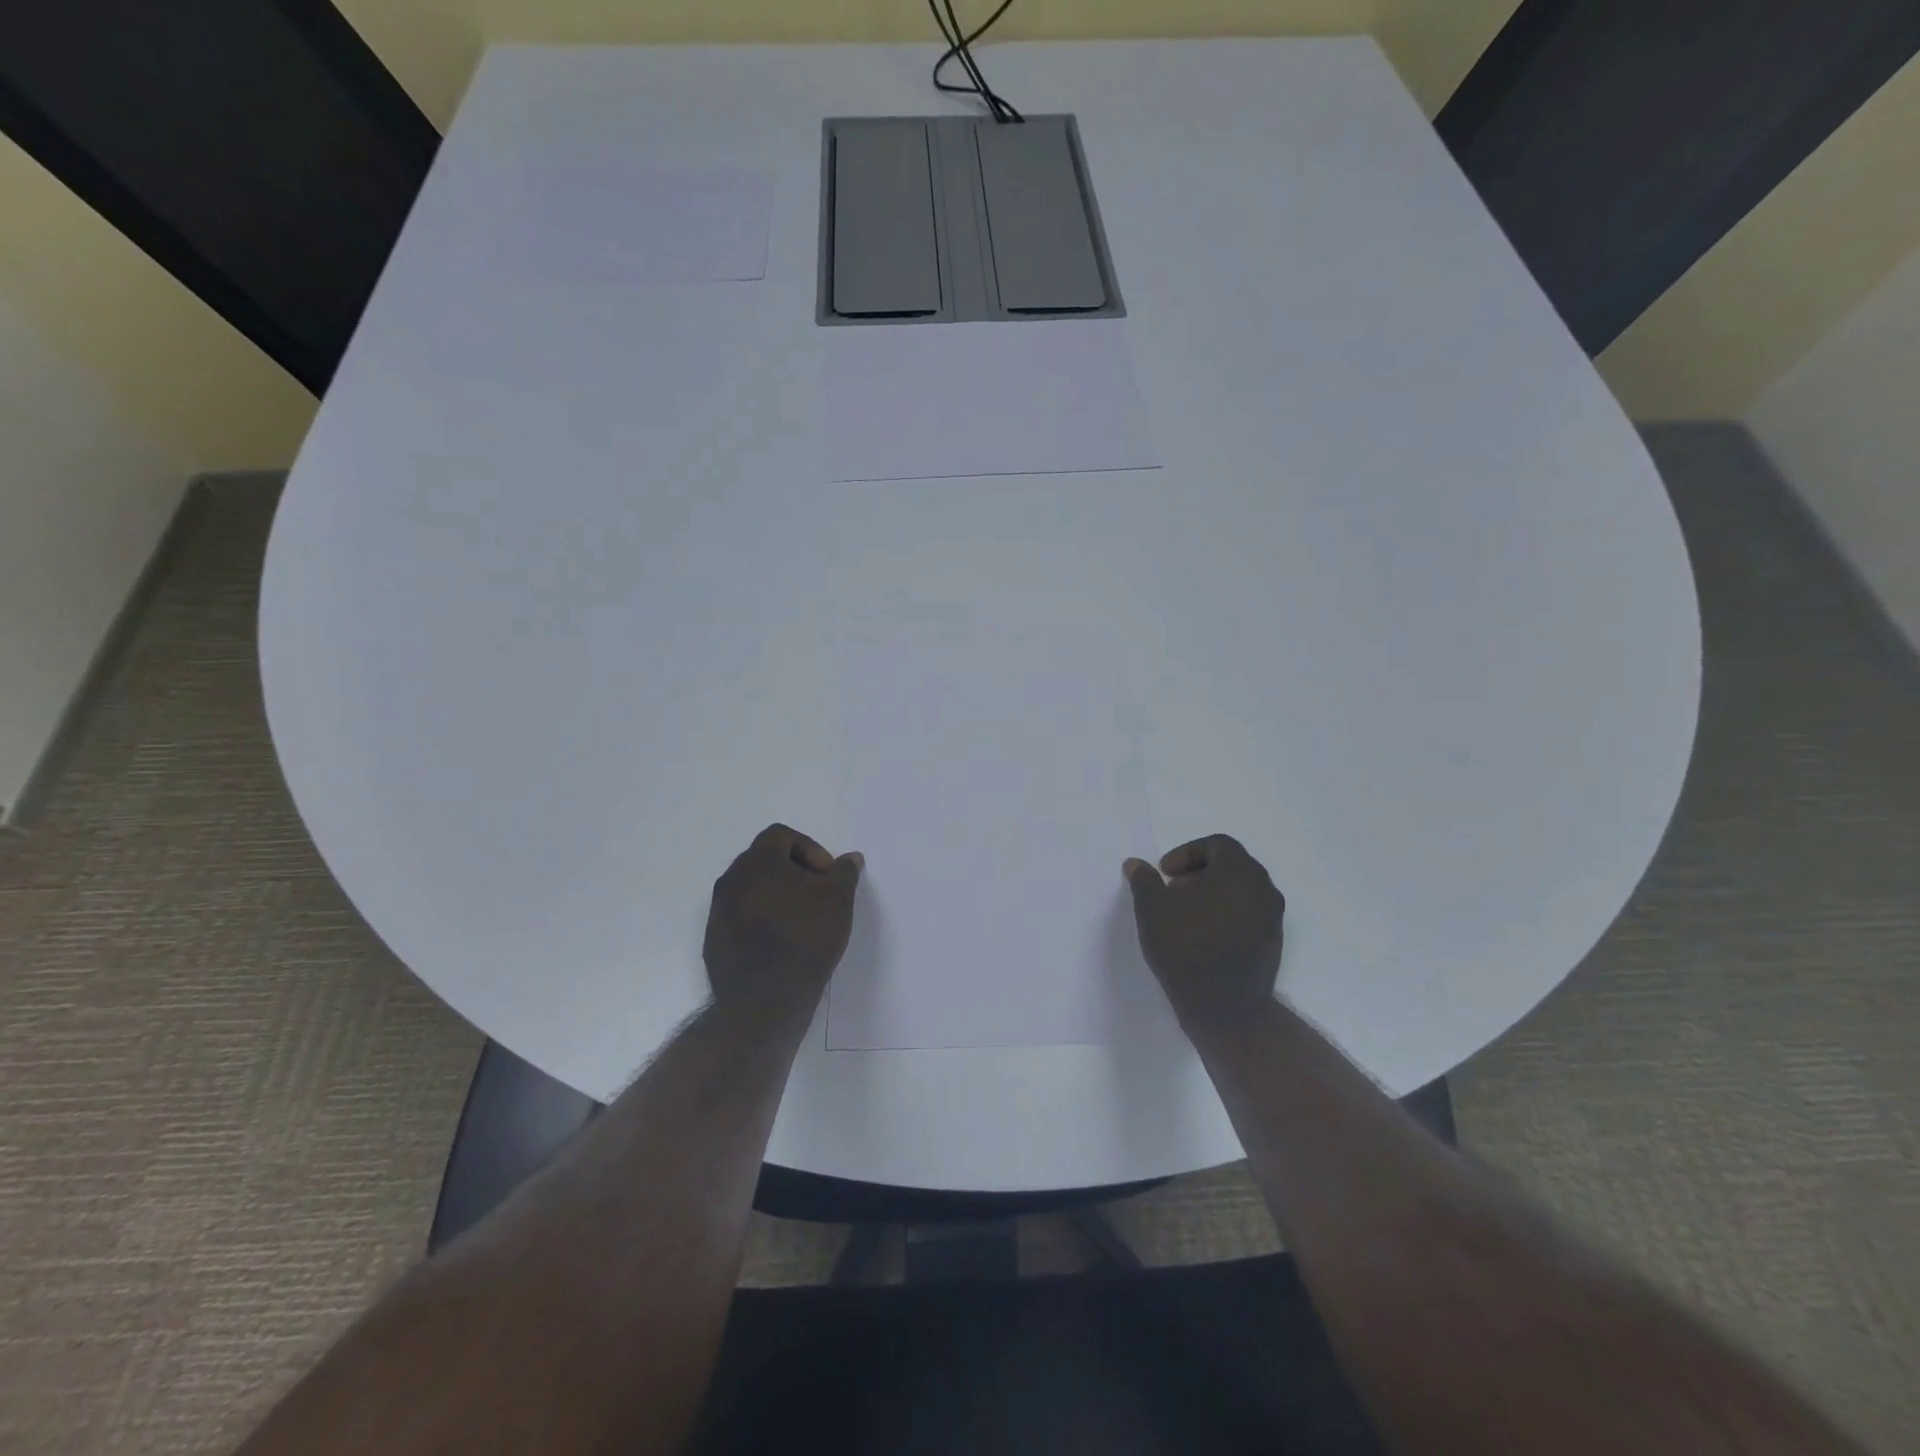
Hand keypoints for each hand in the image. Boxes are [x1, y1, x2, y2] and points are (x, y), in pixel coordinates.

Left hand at [703, 824, 862, 1010]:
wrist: (764, 999)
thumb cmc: (805, 937)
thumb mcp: (838, 899)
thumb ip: (844, 872)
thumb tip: (849, 858)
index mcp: (757, 862)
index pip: (781, 835)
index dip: (809, 849)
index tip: (826, 876)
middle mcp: (731, 879)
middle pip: (764, 860)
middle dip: (793, 871)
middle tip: (817, 895)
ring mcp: (718, 911)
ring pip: (751, 890)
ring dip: (777, 896)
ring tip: (801, 920)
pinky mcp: (714, 940)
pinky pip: (741, 918)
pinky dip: (761, 921)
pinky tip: (782, 944)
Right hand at [1124, 834, 1285, 1031]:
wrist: (1226, 1009)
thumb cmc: (1187, 949)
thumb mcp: (1152, 911)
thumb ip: (1144, 881)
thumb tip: (1135, 864)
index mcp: (1239, 872)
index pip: (1217, 844)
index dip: (1187, 853)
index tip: (1165, 874)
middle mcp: (1263, 889)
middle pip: (1231, 865)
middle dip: (1199, 873)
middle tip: (1173, 893)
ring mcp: (1273, 917)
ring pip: (1241, 890)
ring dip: (1213, 893)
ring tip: (1186, 916)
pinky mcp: (1274, 941)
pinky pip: (1249, 913)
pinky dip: (1227, 913)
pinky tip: (1204, 936)